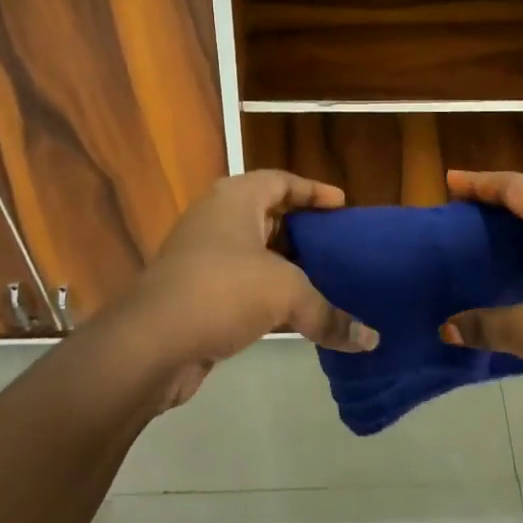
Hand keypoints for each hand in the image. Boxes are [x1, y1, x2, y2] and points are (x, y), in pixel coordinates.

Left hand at [110, 171, 377, 408]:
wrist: (151, 342)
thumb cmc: (222, 291)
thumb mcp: (286, 294)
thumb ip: (329, 314)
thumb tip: (371, 341)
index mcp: (235, 199)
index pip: (281, 181)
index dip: (313, 191)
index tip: (342, 204)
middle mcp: (216, 219)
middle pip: (267, 214)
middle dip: (302, 229)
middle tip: (336, 243)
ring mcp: (201, 256)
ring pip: (253, 253)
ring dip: (285, 265)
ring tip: (324, 278)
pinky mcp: (194, 293)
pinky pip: (241, 284)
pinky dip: (267, 293)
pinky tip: (293, 314)